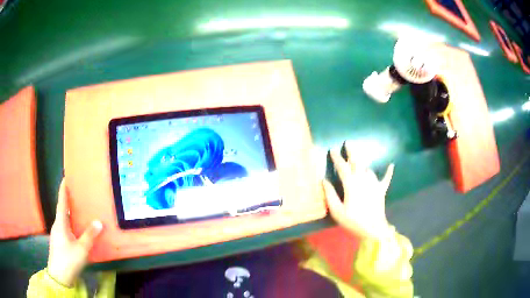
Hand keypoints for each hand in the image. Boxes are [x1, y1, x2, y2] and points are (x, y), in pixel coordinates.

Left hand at [47, 178, 102, 286]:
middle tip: (77, 193)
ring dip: (69, 213)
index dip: (63, 190)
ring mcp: (57, 234)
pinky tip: (76, 229)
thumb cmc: (69, 260)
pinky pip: (65, 227)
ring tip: (78, 210)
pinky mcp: (59, 241)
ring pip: (64, 220)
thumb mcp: (81, 249)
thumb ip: (89, 236)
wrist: (59, 276)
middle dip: (68, 201)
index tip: (65, 177)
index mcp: (60, 223)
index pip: (62, 202)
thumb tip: (99, 222)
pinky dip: (70, 223)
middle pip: (62, 210)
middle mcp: (57, 225)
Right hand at [323, 143, 394, 239]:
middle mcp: (363, 180)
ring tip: (358, 161)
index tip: (332, 150)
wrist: (373, 229)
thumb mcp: (337, 211)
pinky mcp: (381, 190)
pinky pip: (386, 178)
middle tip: (348, 143)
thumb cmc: (353, 221)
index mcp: (351, 185)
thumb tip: (324, 180)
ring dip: (362, 164)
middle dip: (352, 152)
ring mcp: (374, 184)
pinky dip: (388, 172)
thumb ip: (330, 195)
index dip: (337, 158)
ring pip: (368, 169)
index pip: (343, 168)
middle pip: (357, 162)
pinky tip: (391, 165)